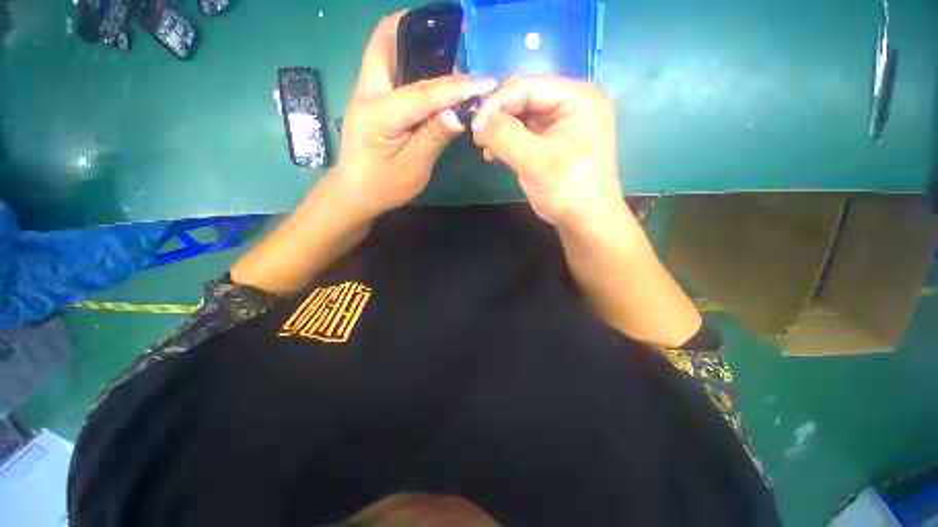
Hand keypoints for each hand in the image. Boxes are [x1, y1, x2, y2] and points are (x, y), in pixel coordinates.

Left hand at [335, 12, 496, 216]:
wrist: (356, 192)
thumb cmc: (384, 186)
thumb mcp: (413, 168)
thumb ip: (434, 138)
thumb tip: (458, 114)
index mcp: (379, 114)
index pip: (423, 92)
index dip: (456, 87)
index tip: (485, 83)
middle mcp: (367, 91)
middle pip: (385, 39)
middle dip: (420, 30)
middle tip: (454, 36)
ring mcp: (366, 91)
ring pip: (386, 47)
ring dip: (415, 41)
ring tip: (448, 49)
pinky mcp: (371, 97)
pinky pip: (389, 64)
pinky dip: (411, 58)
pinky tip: (431, 71)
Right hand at [471, 75, 623, 227]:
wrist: (585, 221)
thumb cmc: (569, 190)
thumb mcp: (537, 162)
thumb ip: (505, 136)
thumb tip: (476, 120)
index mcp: (578, 98)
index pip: (529, 85)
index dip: (497, 102)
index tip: (474, 126)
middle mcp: (571, 103)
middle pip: (524, 97)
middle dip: (498, 117)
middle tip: (479, 139)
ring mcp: (561, 123)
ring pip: (521, 115)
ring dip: (500, 131)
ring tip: (487, 150)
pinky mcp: (552, 140)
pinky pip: (523, 132)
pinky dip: (507, 141)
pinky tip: (495, 154)